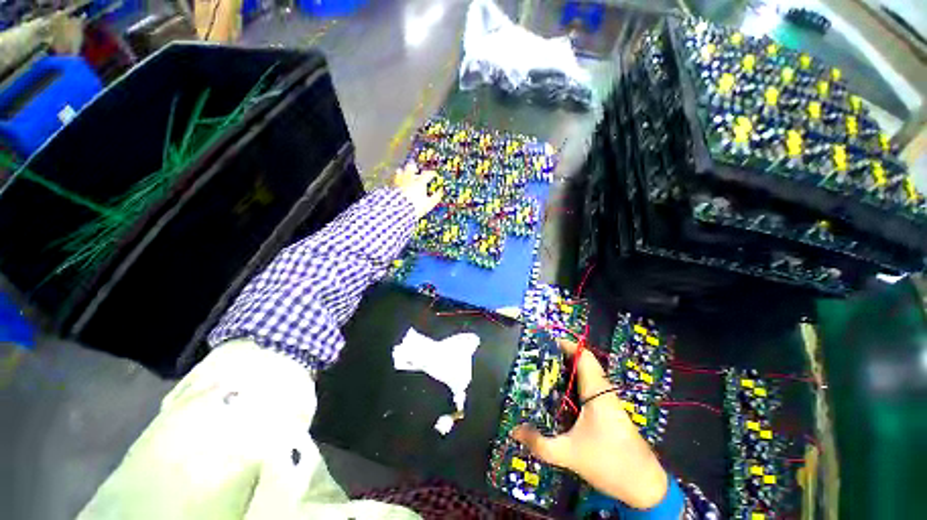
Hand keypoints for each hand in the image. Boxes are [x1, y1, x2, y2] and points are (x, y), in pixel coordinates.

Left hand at [393, 162, 442, 218]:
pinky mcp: (391, 186)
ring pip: (400, 171)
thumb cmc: (416, 207)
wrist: (399, 210)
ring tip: (403, 174)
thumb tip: (441, 191)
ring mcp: (399, 181)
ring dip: (402, 172)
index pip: (427, 174)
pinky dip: (395, 180)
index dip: (431, 173)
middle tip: (415, 169)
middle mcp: (408, 179)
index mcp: (419, 182)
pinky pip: (393, 180)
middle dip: (413, 167)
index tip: (433, 174)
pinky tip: (396, 183)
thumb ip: (436, 197)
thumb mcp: (429, 204)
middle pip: (411, 167)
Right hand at [511, 339, 669, 509]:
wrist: (645, 486)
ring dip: (569, 369)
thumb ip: (540, 444)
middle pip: (585, 363)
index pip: (584, 357)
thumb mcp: (569, 454)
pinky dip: (576, 382)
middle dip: (563, 356)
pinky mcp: (610, 411)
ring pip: (588, 375)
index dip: (567, 346)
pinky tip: (561, 394)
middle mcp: (604, 391)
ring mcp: (609, 401)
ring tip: (545, 371)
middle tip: (540, 358)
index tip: (546, 343)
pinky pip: (591, 387)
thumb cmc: (609, 463)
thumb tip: (514, 431)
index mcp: (597, 392)